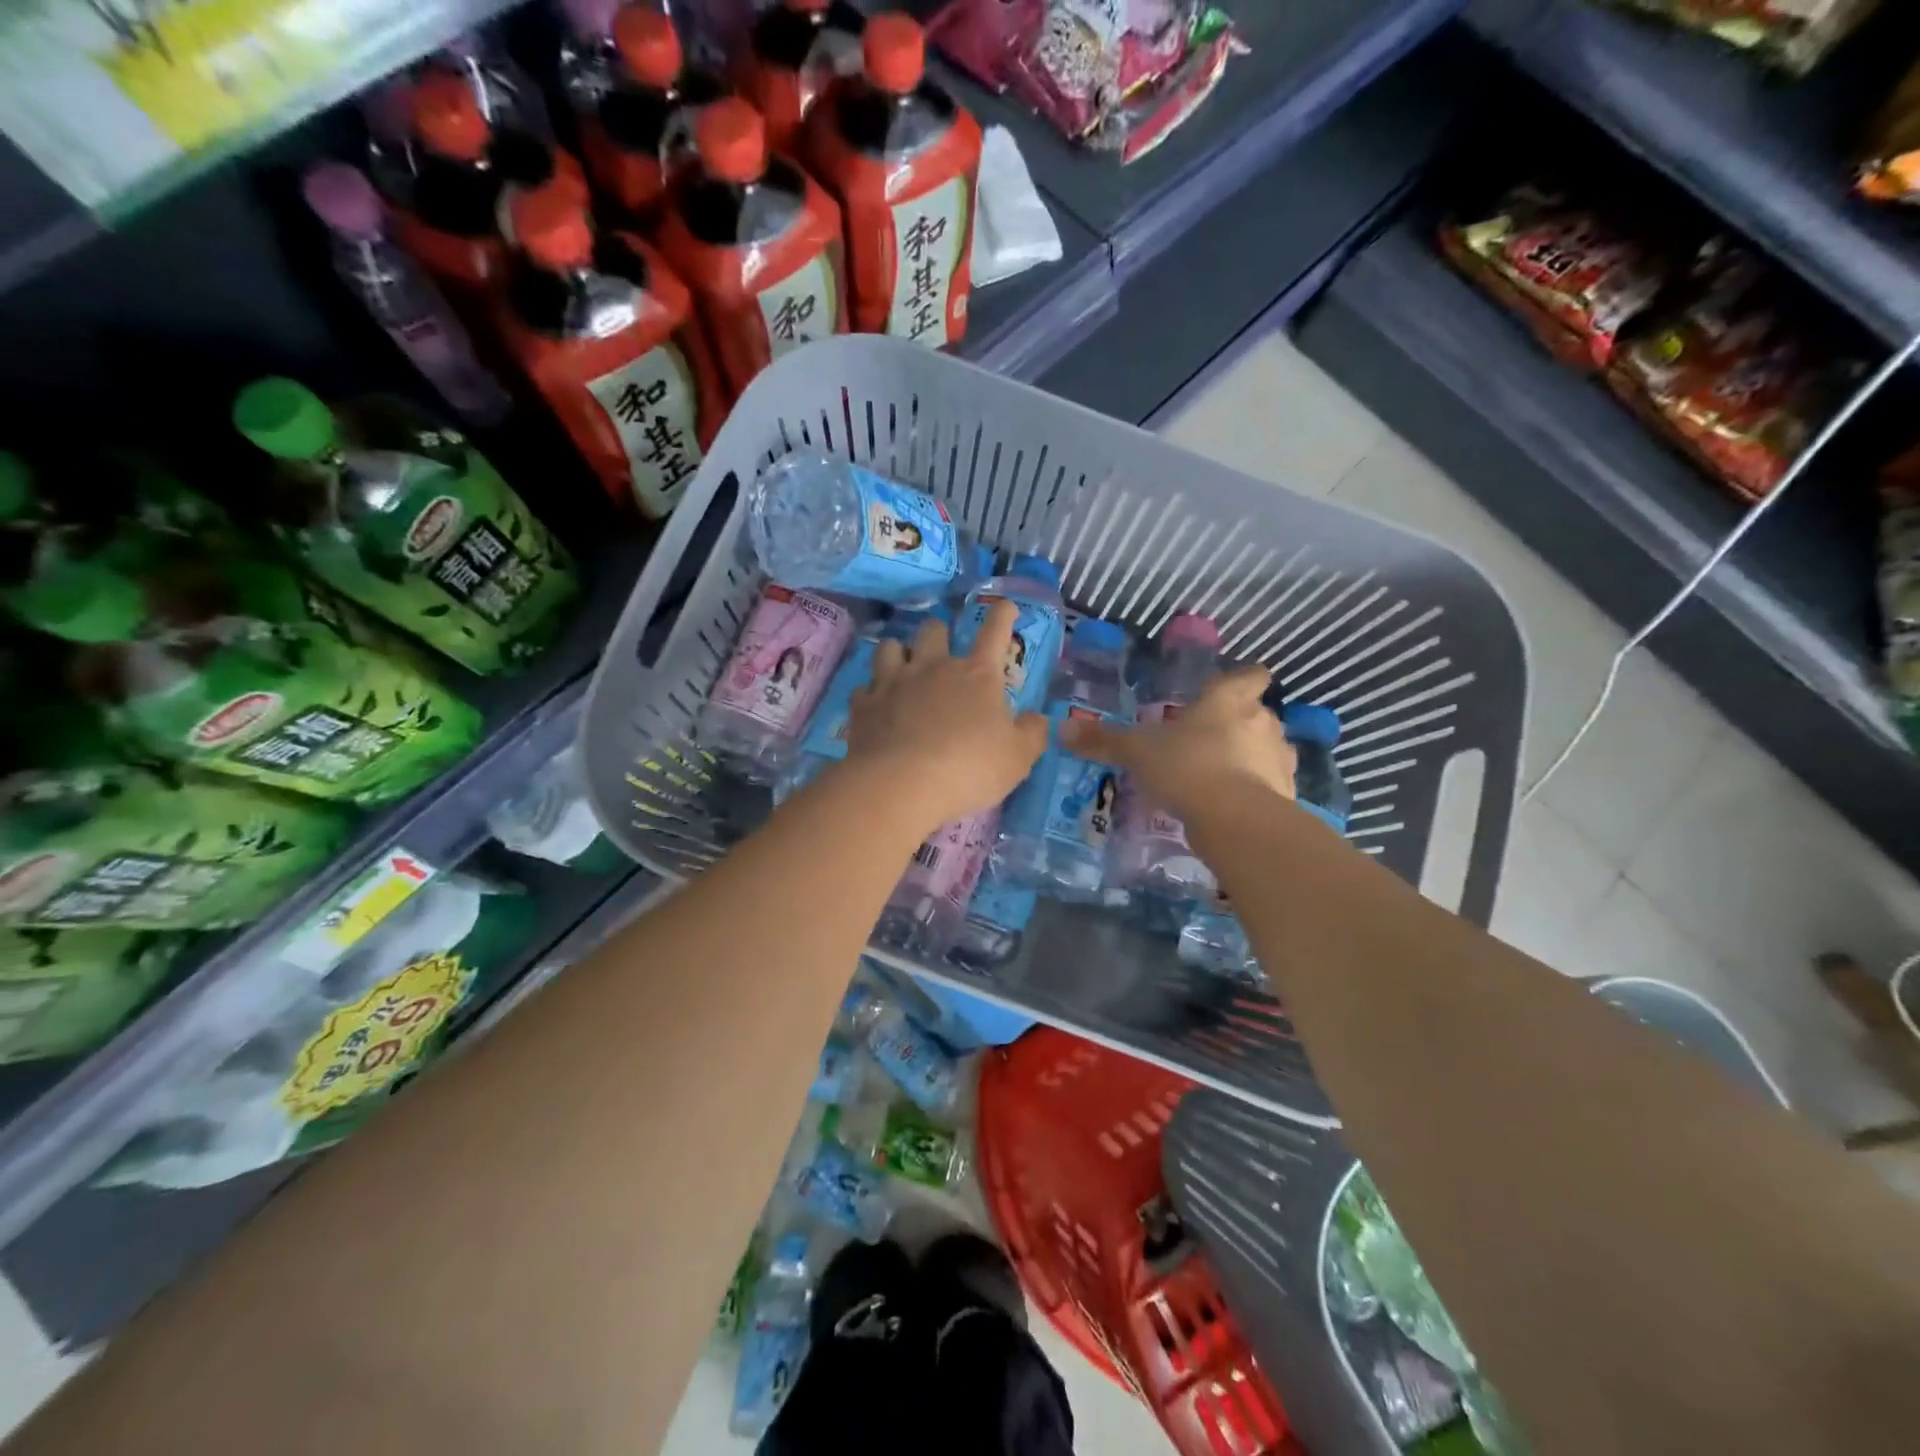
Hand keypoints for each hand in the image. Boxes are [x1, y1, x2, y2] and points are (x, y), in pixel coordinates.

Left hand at [842, 600, 1047, 833]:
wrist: (901, 784)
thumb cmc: (970, 768)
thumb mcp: (1018, 758)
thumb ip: (1031, 734)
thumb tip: (1036, 718)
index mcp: (977, 675)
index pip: (994, 632)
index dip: (1002, 616)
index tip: (1006, 607)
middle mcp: (934, 668)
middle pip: (933, 629)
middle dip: (940, 632)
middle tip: (942, 648)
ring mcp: (894, 682)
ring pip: (891, 647)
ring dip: (899, 652)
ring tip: (903, 666)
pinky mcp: (864, 705)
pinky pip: (866, 687)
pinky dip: (873, 693)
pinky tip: (878, 706)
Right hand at [1062, 665, 1295, 818]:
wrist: (1236, 819)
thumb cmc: (1187, 766)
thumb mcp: (1137, 752)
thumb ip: (1104, 740)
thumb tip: (1060, 729)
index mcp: (1228, 700)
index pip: (1249, 676)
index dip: (1242, 680)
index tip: (1229, 690)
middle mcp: (1262, 721)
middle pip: (1258, 713)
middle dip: (1238, 725)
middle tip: (1206, 741)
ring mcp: (1278, 758)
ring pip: (1267, 749)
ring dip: (1249, 758)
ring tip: (1219, 775)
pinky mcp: (1286, 794)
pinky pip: (1269, 784)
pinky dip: (1255, 790)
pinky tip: (1230, 805)